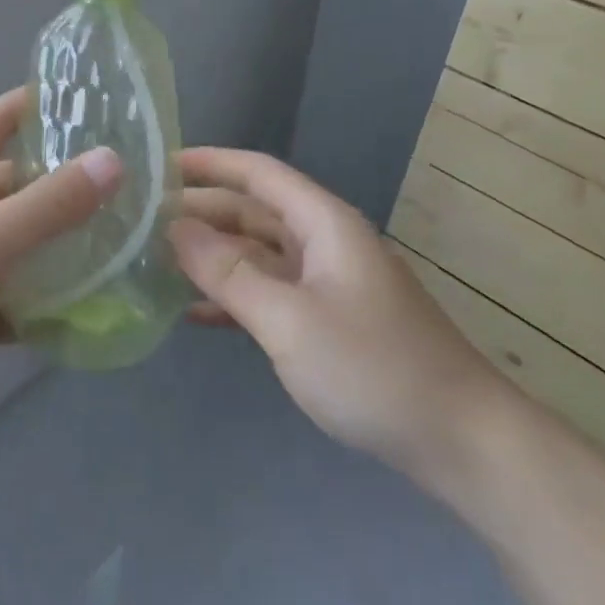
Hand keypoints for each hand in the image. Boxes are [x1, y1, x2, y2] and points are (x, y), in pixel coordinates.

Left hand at [0, 89, 122, 458]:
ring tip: (123, 242)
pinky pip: (12, 301)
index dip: (32, 103)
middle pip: (15, 185)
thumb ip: (47, 205)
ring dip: (61, 244)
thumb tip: (112, 160)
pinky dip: (43, 304)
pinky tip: (87, 312)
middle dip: (63, 178)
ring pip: (18, 245)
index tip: (88, 98)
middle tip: (127, 180)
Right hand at [171, 148, 505, 486]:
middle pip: (254, 211)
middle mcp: (324, 242)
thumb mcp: (289, 319)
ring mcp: (327, 283)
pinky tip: (194, 312)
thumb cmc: (373, 368)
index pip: (259, 173)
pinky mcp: (328, 321)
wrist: (461, 442)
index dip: (210, 162)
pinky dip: (233, 296)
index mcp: (323, 223)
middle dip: (202, 211)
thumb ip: (228, 272)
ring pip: (258, 254)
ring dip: (212, 255)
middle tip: (143, 220)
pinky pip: (269, 293)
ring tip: (156, 262)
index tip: (160, 164)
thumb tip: (175, 226)